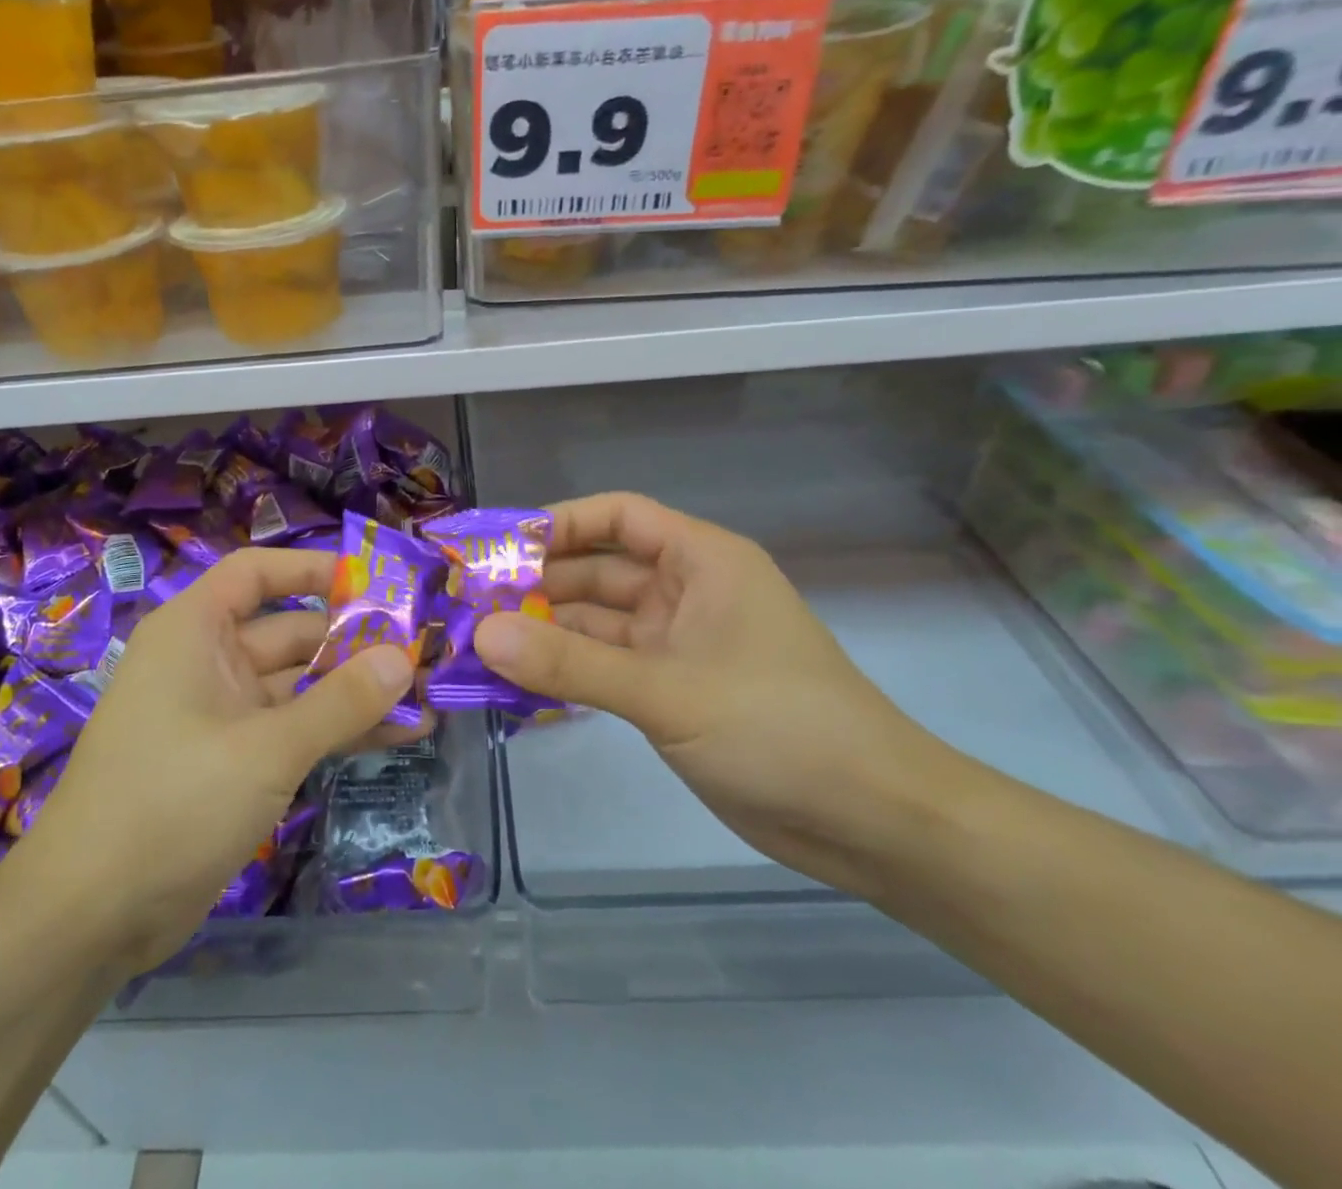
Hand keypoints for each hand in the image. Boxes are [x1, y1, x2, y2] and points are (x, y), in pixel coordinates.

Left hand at [17, 548, 423, 975]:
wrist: (89, 917)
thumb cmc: (171, 803)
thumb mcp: (266, 748)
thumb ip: (340, 702)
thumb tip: (403, 659)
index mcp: (194, 631)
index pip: (257, 574)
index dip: (313, 570)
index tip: (374, 584)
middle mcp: (207, 662)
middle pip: (292, 633)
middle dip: (356, 645)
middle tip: (425, 655)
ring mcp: (221, 715)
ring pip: (300, 688)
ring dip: (357, 694)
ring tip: (427, 699)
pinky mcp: (233, 763)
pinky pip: (294, 730)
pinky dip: (338, 732)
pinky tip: (398, 737)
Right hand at [475, 493, 943, 893]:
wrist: (873, 823)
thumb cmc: (780, 728)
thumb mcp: (667, 691)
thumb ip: (572, 663)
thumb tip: (482, 633)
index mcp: (700, 561)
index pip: (617, 517)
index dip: (557, 524)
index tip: (495, 547)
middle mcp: (686, 592)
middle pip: (597, 572)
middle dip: (536, 586)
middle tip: (468, 606)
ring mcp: (678, 645)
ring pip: (596, 624)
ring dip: (545, 634)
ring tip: (477, 647)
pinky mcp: (672, 692)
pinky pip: (605, 668)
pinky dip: (566, 673)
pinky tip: (517, 686)